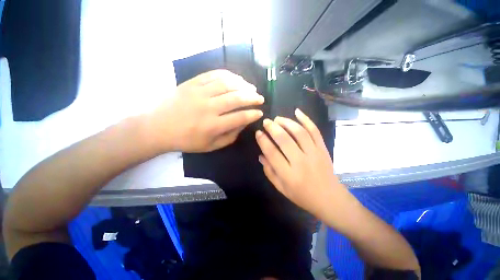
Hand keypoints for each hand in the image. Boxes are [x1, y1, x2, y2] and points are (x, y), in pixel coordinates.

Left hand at [148, 70, 263, 152]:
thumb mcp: (211, 146)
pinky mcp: (191, 83)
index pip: (240, 117)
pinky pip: (213, 75)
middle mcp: (208, 108)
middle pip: (236, 98)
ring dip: (243, 85)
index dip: (253, 114)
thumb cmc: (187, 140)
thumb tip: (243, 124)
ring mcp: (199, 93)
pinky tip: (236, 78)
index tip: (260, 112)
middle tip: (260, 98)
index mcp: (213, 126)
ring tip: (251, 87)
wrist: (158, 128)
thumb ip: (230, 136)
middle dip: (252, 97)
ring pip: (227, 84)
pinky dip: (228, 75)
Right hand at [255, 109, 347, 218]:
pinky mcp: (322, 148)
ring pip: (299, 132)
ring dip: (287, 122)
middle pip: (285, 140)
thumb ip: (270, 171)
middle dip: (273, 128)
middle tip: (266, 122)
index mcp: (288, 175)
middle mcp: (301, 162)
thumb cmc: (302, 195)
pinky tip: (297, 112)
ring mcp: (314, 153)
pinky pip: (315, 131)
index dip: (263, 141)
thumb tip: (261, 155)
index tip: (258, 133)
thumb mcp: (281, 188)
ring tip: (278, 118)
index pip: (272, 153)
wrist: (329, 198)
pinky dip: (306, 120)